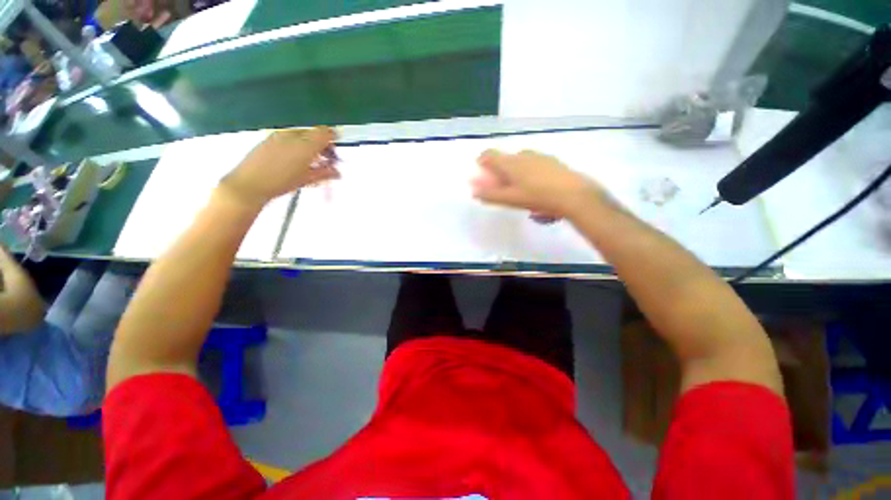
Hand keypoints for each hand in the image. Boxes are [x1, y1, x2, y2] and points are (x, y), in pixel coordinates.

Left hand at [220, 127, 339, 208]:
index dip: (333, 140)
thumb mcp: (307, 180)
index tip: (335, 152)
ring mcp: (279, 135)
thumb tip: (336, 172)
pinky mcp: (268, 138)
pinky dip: (297, 145)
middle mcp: (293, 135)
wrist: (249, 184)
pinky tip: (294, 159)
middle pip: (314, 133)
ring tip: (310, 162)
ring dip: (309, 145)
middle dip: (322, 144)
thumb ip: (325, 173)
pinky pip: (289, 137)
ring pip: (302, 135)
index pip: (325, 133)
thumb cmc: (281, 183)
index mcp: (306, 145)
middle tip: (325, 159)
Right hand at [472, 149, 606, 219]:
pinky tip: (537, 190)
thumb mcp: (510, 199)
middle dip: (500, 173)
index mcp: (511, 162)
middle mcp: (524, 155)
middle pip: (505, 160)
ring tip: (521, 192)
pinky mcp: (553, 162)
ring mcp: (540, 157)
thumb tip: (474, 191)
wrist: (573, 195)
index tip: (482, 174)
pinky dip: (530, 174)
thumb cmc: (537, 196)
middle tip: (503, 188)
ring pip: (521, 162)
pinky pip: (534, 165)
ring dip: (516, 174)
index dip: (482, 162)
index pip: (489, 154)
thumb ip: (490, 195)